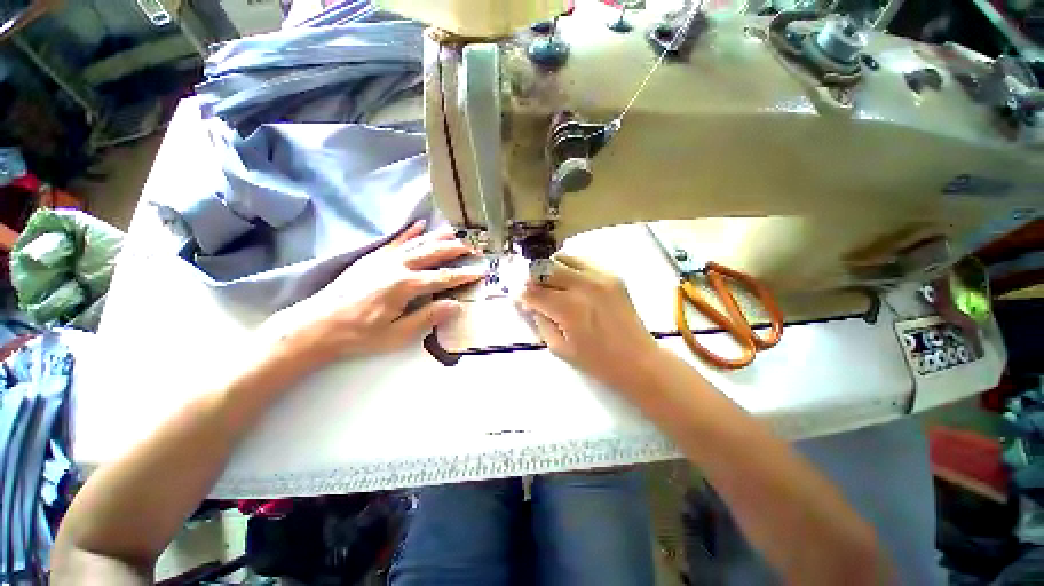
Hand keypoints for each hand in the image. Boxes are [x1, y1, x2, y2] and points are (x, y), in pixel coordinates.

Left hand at [266, 220, 483, 366]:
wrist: (318, 324)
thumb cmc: (360, 334)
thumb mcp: (397, 334)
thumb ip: (427, 317)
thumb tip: (454, 305)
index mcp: (406, 286)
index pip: (444, 278)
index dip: (464, 275)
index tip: (481, 271)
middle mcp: (398, 266)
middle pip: (433, 253)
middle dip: (456, 250)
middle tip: (473, 247)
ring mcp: (384, 258)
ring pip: (418, 243)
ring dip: (438, 237)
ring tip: (455, 232)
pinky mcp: (373, 257)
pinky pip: (397, 240)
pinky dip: (411, 232)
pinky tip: (421, 225)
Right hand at [519, 253, 661, 390]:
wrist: (638, 360)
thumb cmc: (596, 361)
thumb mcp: (559, 347)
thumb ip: (540, 320)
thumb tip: (529, 302)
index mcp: (568, 308)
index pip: (532, 291)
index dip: (521, 294)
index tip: (519, 300)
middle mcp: (583, 285)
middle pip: (544, 268)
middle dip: (532, 278)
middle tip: (532, 291)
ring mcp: (600, 276)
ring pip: (562, 257)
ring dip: (550, 269)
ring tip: (551, 284)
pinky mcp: (612, 275)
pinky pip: (582, 261)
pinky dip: (569, 268)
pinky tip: (570, 283)